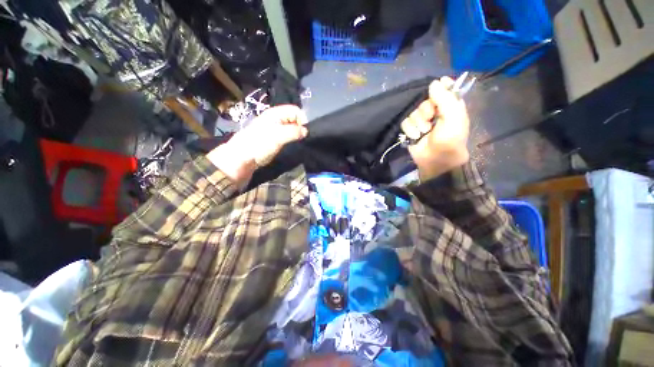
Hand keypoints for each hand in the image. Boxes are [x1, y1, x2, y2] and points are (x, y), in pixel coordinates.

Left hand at [207, 105, 307, 186]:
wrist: (244, 157)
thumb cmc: (260, 144)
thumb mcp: (278, 136)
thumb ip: (293, 132)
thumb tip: (306, 131)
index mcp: (276, 113)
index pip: (296, 110)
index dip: (302, 119)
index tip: (304, 132)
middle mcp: (277, 118)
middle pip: (295, 118)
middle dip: (300, 127)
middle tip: (301, 138)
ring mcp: (276, 128)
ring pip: (292, 127)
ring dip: (297, 134)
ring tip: (297, 142)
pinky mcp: (276, 138)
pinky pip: (288, 135)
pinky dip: (292, 138)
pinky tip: (292, 144)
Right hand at [401, 77, 469, 180]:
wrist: (435, 160)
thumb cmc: (449, 140)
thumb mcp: (453, 117)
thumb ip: (445, 98)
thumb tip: (434, 82)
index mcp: (449, 107)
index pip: (444, 90)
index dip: (440, 88)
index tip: (436, 88)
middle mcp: (435, 112)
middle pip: (424, 101)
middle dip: (426, 111)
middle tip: (430, 120)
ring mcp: (421, 121)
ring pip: (413, 112)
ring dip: (418, 123)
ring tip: (423, 132)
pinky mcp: (410, 129)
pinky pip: (405, 122)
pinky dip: (410, 129)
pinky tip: (415, 136)